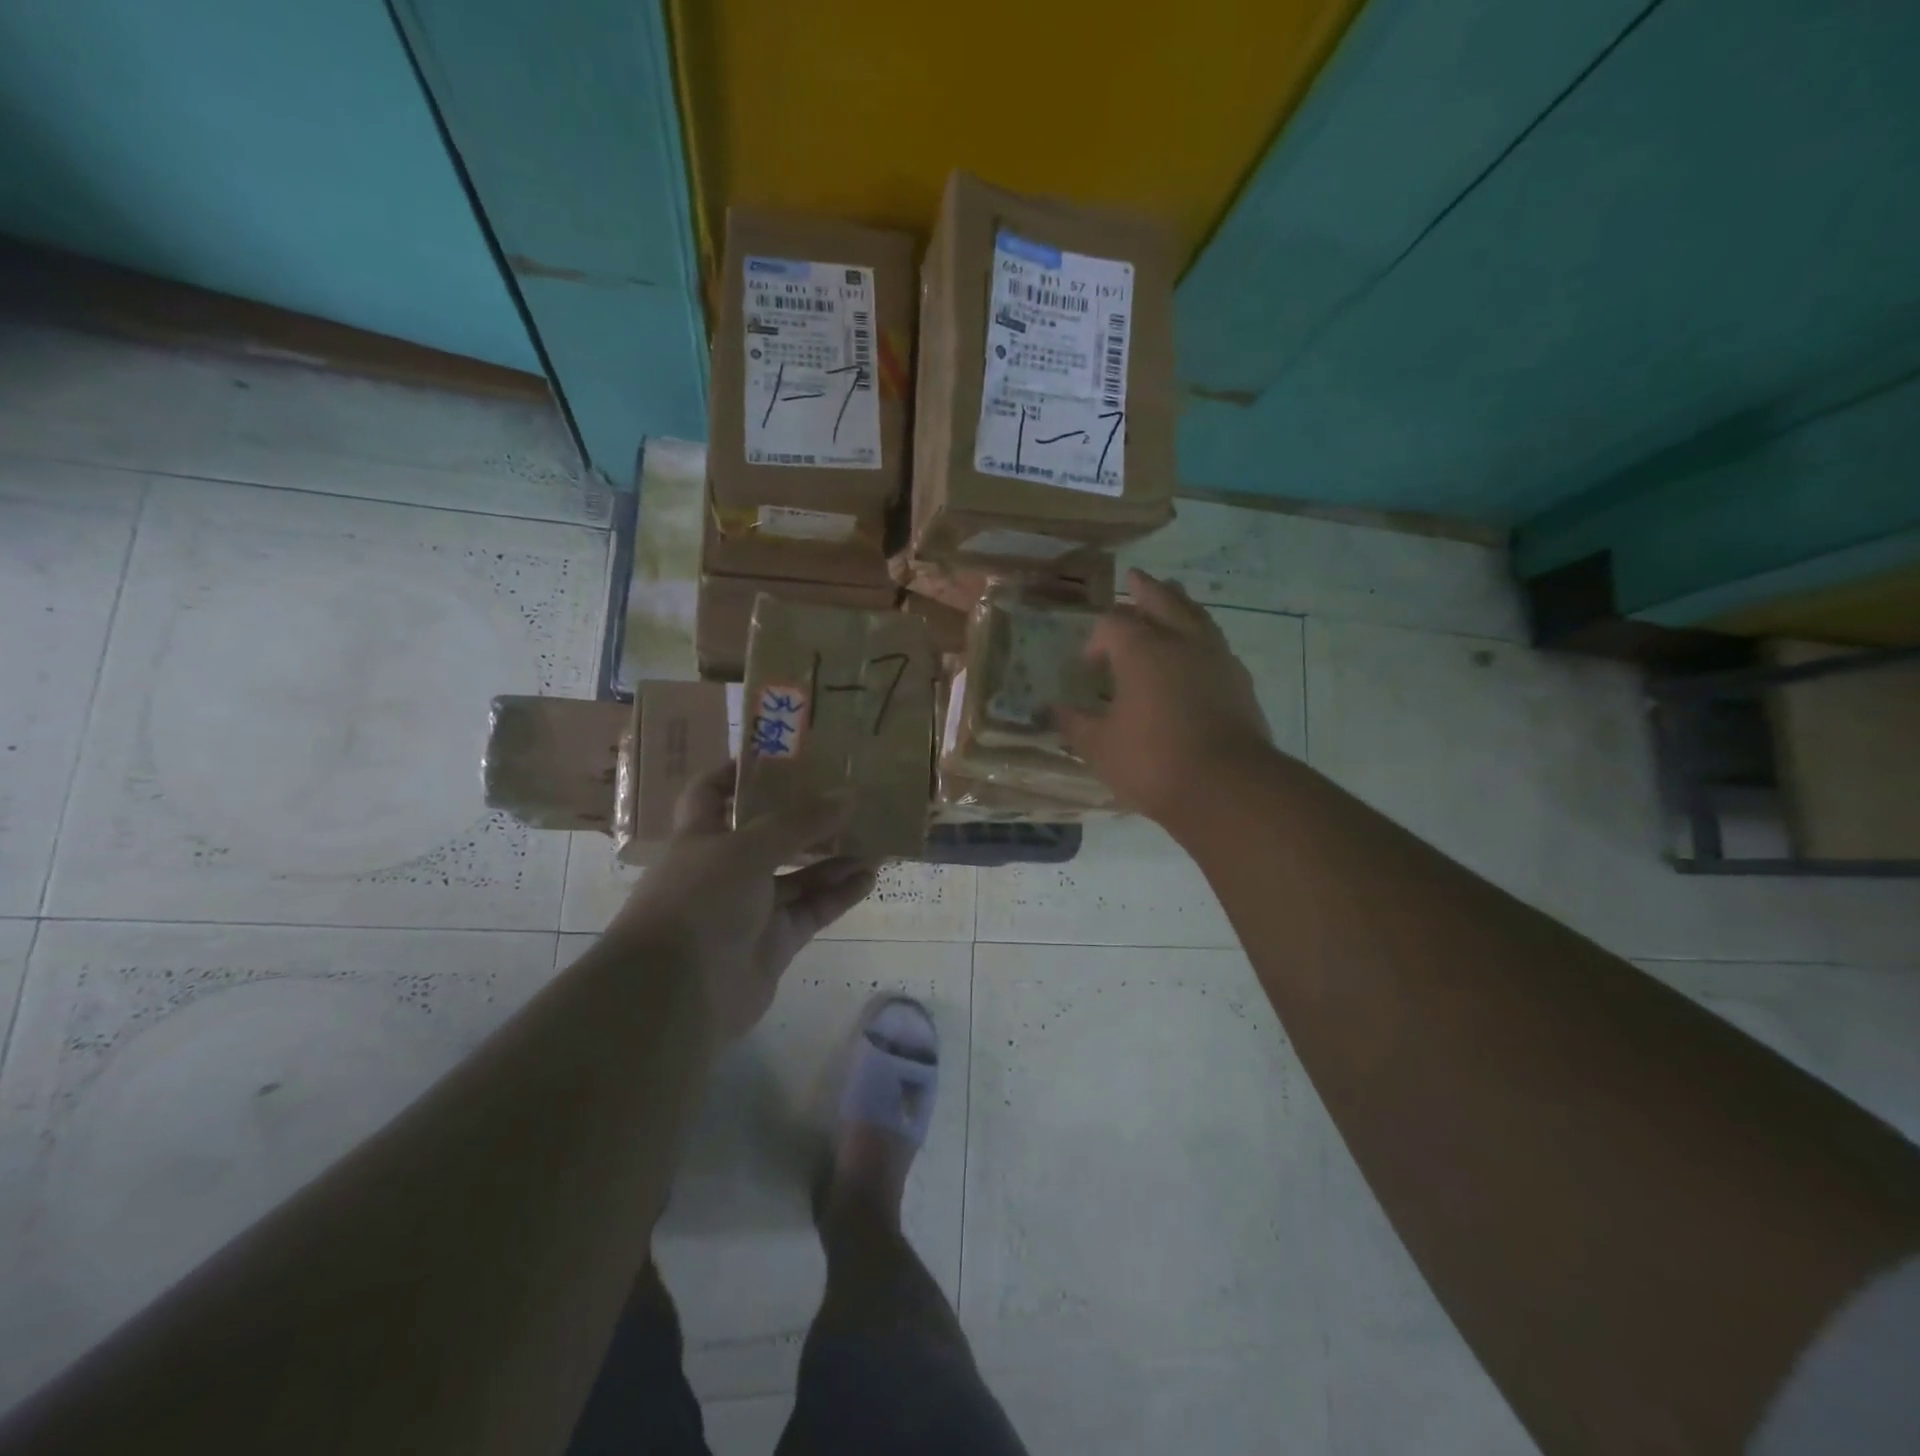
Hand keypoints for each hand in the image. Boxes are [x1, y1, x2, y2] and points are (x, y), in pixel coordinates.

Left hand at [606, 763, 878, 1041]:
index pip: (712, 792)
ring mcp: (751, 908)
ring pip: (799, 874)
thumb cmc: (700, 901)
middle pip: (770, 834)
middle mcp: (725, 868)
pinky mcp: (775, 942)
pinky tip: (869, 876)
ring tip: (874, 836)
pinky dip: (839, 894)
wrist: (679, 994)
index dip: (738, 772)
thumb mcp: (748, 848)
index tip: (780, 756)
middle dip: (807, 817)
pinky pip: (812, 910)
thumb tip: (849, 795)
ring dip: (833, 857)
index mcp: (702, 836)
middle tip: (849, 796)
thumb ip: (800, 822)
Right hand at [1058, 569, 1272, 821]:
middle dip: (1145, 590)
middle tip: (1136, 577)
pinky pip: (1217, 644)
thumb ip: (1075, 724)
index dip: (1097, 638)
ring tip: (1173, 595)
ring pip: (1197, 615)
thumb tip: (1053, 711)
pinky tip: (1198, 651)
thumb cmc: (1153, 762)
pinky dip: (1202, 636)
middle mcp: (1181, 642)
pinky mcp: (1240, 681)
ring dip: (1180, 603)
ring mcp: (1217, 658)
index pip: (1113, 623)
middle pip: (1162, 600)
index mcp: (1142, 650)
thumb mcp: (1099, 748)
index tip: (1089, 665)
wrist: (1227, 787)